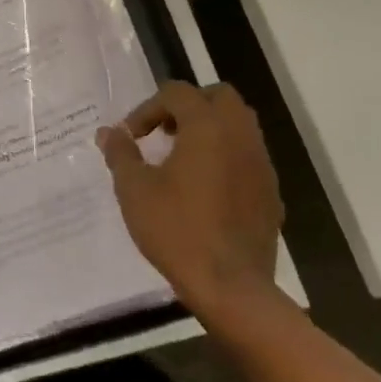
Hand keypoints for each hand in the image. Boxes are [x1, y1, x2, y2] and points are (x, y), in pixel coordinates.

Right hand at [97, 82, 283, 325]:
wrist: (232, 288)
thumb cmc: (177, 230)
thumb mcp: (134, 189)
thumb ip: (120, 153)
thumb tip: (109, 133)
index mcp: (207, 127)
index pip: (177, 93)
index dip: (148, 108)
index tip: (131, 137)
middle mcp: (240, 137)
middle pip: (219, 97)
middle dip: (189, 106)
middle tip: (164, 132)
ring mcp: (261, 165)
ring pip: (239, 125)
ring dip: (210, 129)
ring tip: (181, 158)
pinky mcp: (271, 193)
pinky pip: (248, 157)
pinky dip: (226, 157)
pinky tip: (205, 188)